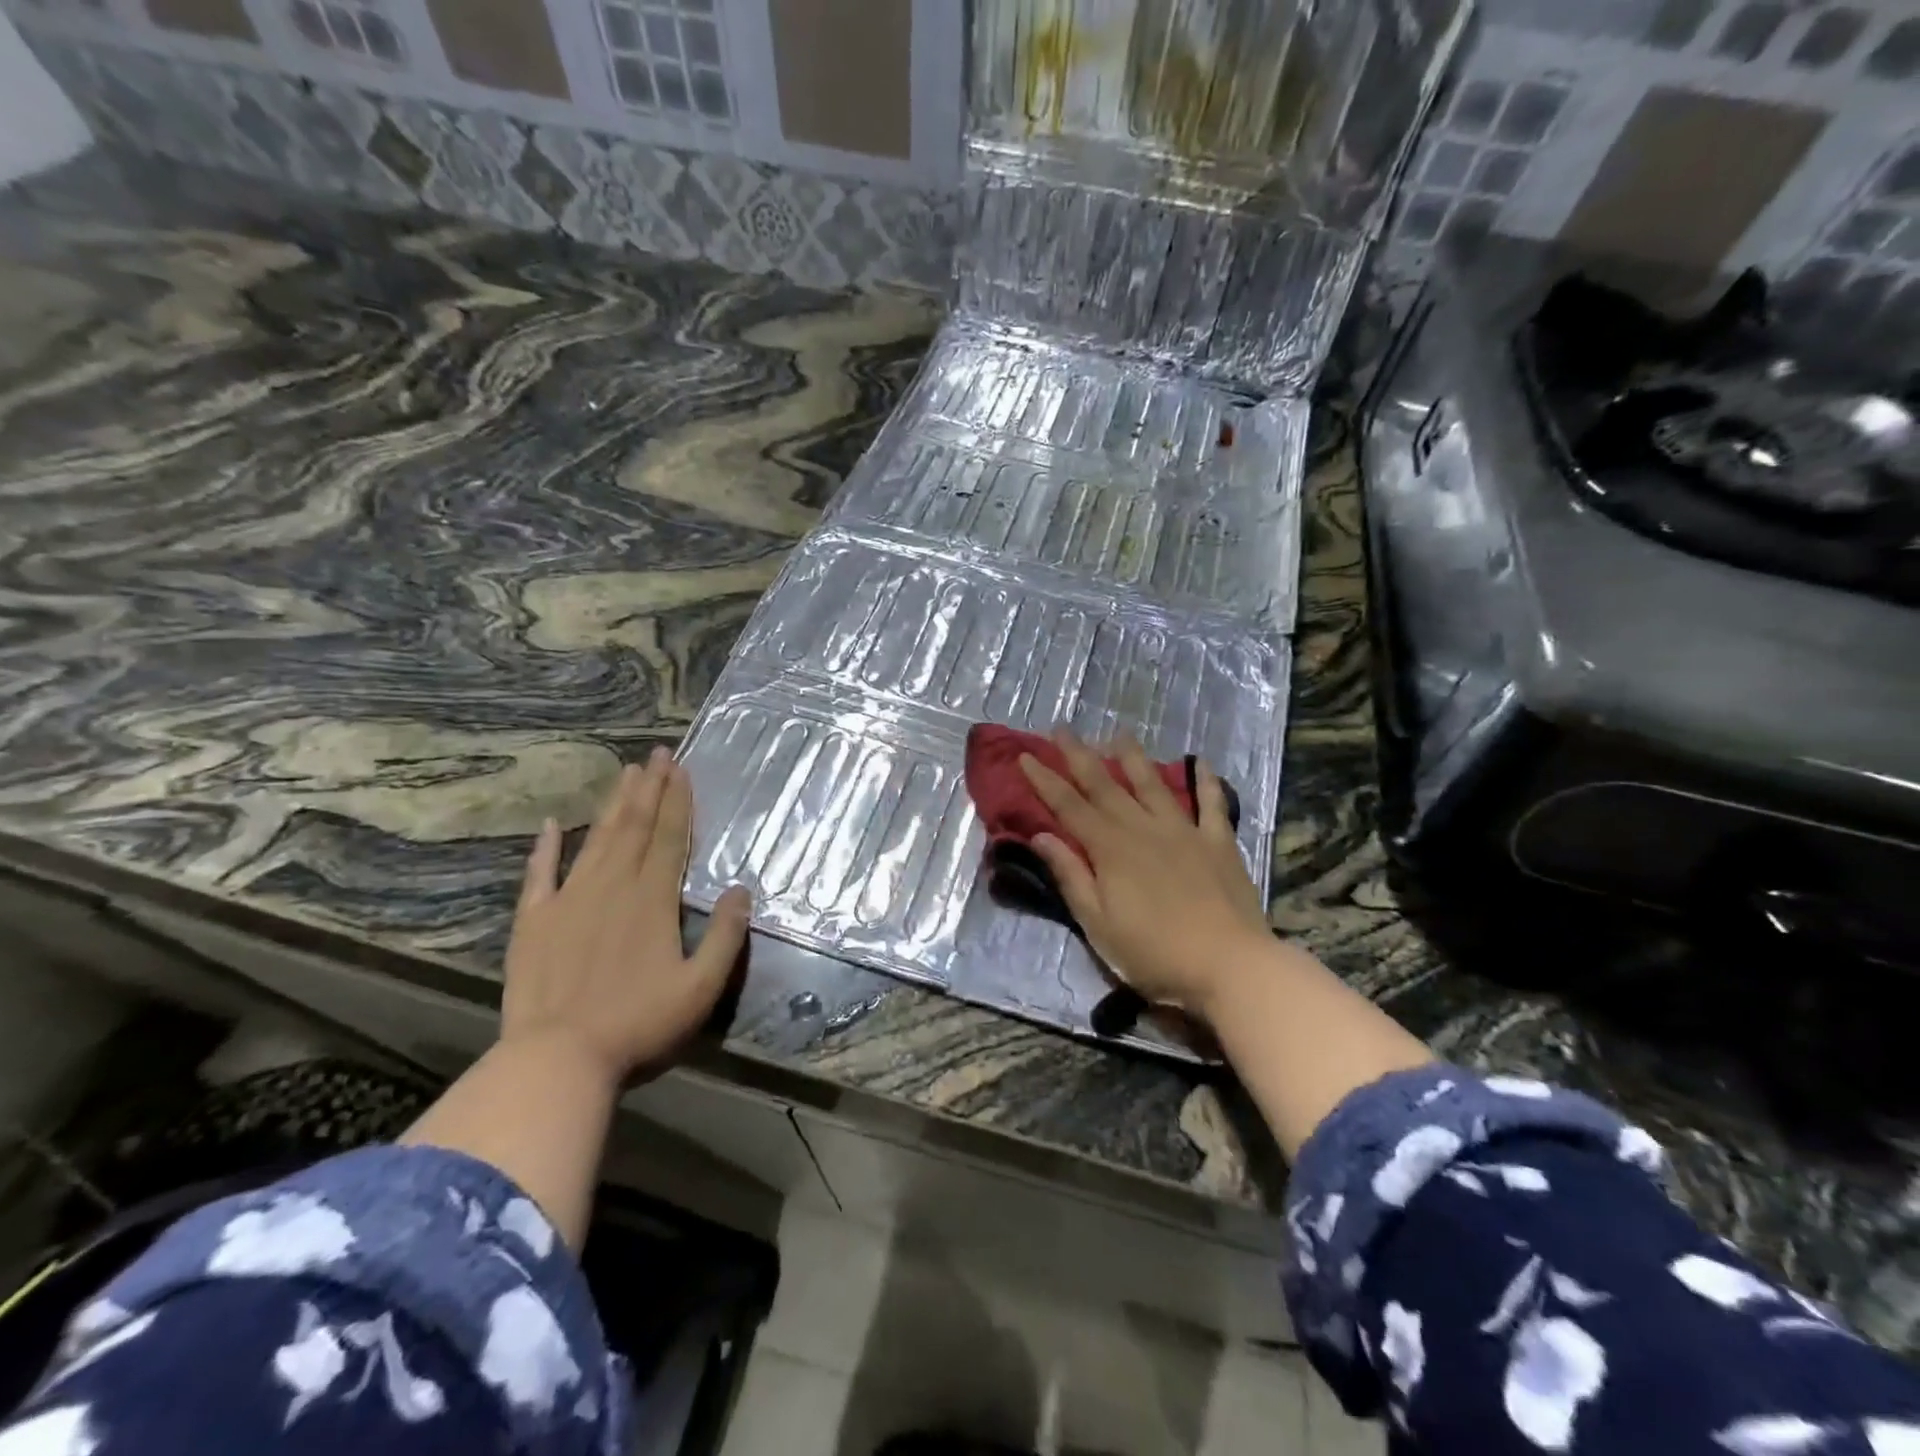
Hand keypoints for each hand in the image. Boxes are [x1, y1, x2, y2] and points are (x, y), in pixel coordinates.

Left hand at [501, 748, 749, 1084]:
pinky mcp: (534, 922)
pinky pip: (539, 875)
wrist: (557, 1061)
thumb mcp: (701, 987)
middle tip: (657, 754)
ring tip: (625, 773)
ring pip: (595, 840)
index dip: (677, 801)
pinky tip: (549, 825)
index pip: (668, 837)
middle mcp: (611, 887)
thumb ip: (726, 936)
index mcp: (652, 899)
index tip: (680, 768)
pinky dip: (545, 849)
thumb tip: (743, 890)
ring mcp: (568, 901)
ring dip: (612, 805)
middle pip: (633, 828)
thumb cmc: (638, 1024)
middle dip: (648, 789)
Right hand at [1020, 729, 1271, 1019]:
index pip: (1069, 806)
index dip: (1045, 780)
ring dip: (1133, 757)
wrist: (1230, 965)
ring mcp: (1183, 831)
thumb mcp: (1098, 925)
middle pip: (1105, 785)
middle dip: (1079, 756)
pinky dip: (1206, 781)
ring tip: (1119, 734)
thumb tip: (1042, 837)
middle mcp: (1143, 828)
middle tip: (1061, 729)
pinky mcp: (1218, 842)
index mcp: (1110, 849)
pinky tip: (1202, 762)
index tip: (1026, 756)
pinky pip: (1211, 804)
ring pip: (1152, 784)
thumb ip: (1071, 877)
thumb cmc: (1155, 954)